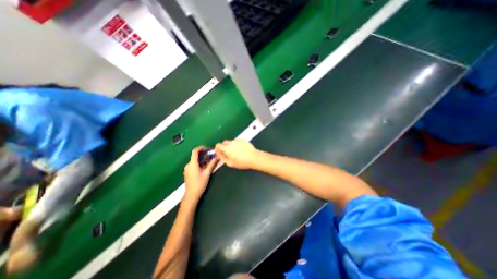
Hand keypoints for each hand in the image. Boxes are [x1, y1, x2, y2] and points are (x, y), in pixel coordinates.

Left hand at [183, 146, 217, 200]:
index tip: (207, 148)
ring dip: (202, 159)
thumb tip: (217, 157)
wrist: (191, 195)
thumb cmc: (199, 184)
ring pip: (195, 160)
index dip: (200, 148)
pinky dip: (199, 163)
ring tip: (210, 161)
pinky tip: (205, 167)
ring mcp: (187, 169)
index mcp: (192, 164)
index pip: (195, 151)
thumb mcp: (207, 173)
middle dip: (203, 154)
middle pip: (195, 156)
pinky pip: (194, 164)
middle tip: (211, 155)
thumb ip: (212, 164)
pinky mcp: (188, 172)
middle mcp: (188, 165)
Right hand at [215, 140, 259, 169]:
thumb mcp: (230, 163)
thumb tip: (218, 154)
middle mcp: (231, 142)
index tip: (219, 152)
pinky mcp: (242, 140)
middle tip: (228, 153)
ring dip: (231, 146)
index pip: (218, 145)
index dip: (217, 149)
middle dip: (224, 147)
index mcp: (227, 148)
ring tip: (236, 153)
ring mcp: (237, 140)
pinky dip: (237, 145)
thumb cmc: (243, 162)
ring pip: (231, 142)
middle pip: (224, 142)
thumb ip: (222, 157)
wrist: (254, 158)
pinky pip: (237, 141)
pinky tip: (241, 150)